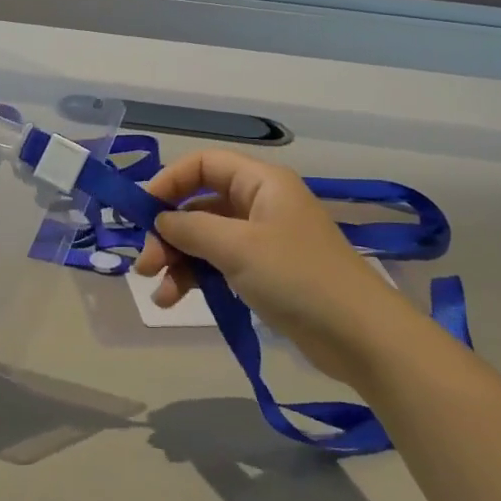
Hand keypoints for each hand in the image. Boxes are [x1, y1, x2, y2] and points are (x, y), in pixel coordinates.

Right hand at [131, 149, 404, 382]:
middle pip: (199, 205)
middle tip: (146, 264)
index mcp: (261, 183)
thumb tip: (160, 220)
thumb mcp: (238, 247)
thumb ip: (191, 228)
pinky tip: (175, 300)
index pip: (204, 165)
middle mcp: (259, 205)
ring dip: (177, 261)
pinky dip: (195, 279)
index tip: (141, 212)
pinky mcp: (263, 274)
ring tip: (159, 293)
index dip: (169, 182)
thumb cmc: (298, 277)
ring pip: (205, 239)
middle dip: (169, 232)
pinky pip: (218, 265)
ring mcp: (262, 241)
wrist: (359, 335)